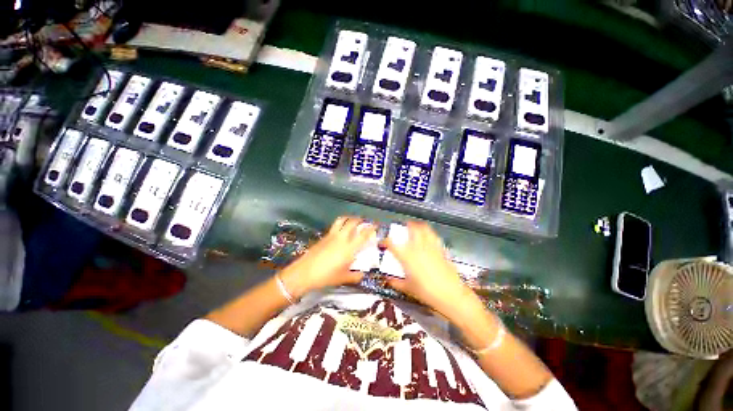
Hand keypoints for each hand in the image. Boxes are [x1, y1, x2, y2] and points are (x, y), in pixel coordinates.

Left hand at [279, 216, 375, 297]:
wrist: (303, 273)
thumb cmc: (325, 277)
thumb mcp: (342, 278)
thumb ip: (355, 276)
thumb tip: (363, 274)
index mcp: (349, 249)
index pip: (363, 235)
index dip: (371, 228)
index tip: (377, 225)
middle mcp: (342, 238)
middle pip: (353, 222)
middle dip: (361, 219)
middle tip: (365, 221)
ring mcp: (332, 235)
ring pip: (342, 220)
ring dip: (350, 218)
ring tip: (353, 220)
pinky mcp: (324, 236)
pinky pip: (335, 225)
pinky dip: (341, 223)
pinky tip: (341, 230)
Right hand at [381, 221, 473, 317]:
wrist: (450, 294)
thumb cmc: (426, 292)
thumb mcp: (408, 288)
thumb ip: (395, 282)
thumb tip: (388, 279)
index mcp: (406, 256)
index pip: (392, 243)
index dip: (385, 241)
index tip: (382, 243)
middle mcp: (417, 247)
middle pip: (411, 228)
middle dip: (405, 225)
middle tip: (401, 228)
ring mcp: (430, 246)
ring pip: (424, 228)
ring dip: (418, 225)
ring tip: (414, 227)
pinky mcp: (440, 249)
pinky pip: (434, 236)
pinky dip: (429, 233)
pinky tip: (428, 237)